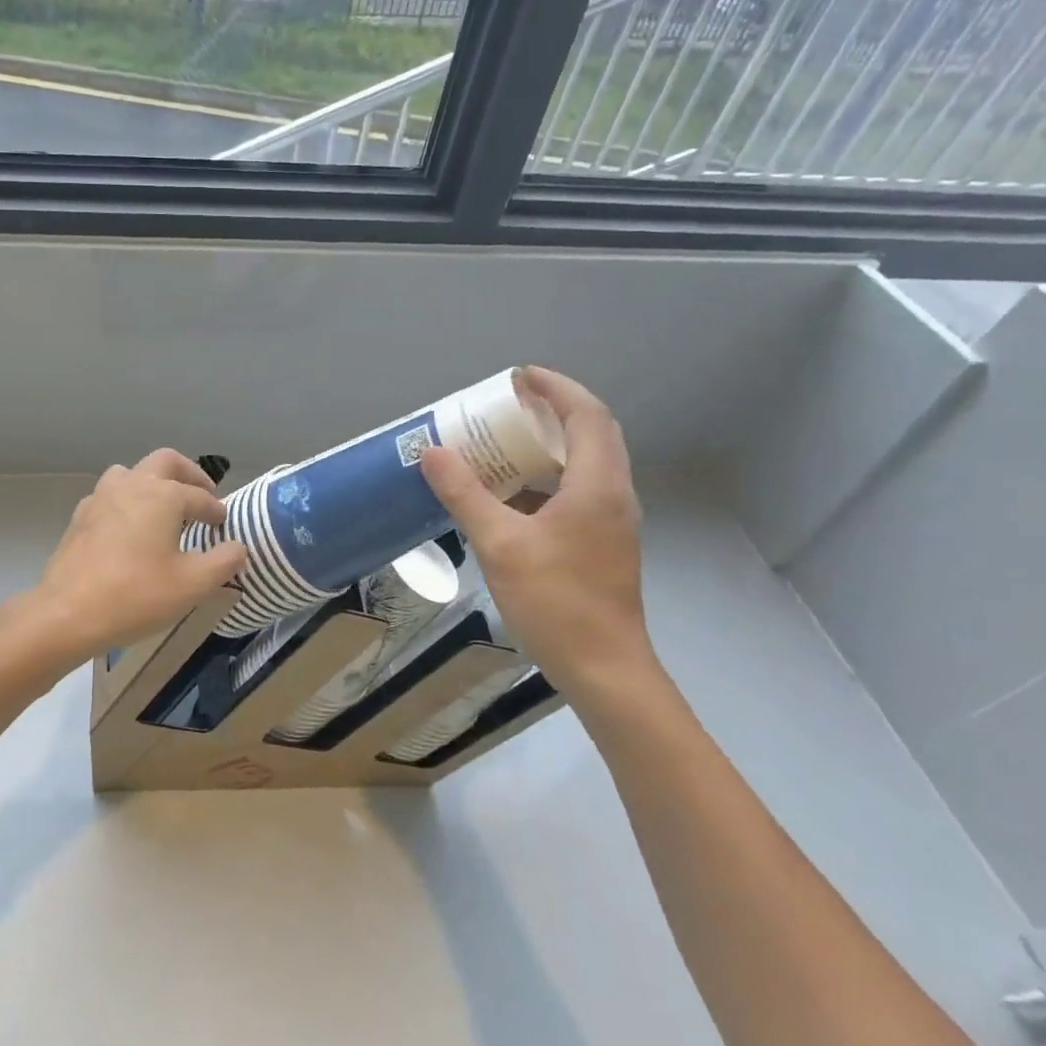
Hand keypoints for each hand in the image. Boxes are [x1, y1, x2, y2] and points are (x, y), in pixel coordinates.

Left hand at [26, 449, 248, 663]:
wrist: (68, 613)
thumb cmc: (136, 595)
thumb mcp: (193, 585)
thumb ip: (223, 561)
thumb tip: (237, 547)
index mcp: (163, 495)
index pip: (200, 497)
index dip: (216, 510)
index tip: (223, 525)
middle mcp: (132, 485)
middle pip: (166, 461)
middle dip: (189, 474)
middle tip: (202, 494)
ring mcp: (101, 497)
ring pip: (131, 472)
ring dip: (152, 482)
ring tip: (163, 508)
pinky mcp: (80, 517)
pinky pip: (109, 495)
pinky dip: (126, 501)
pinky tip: (128, 528)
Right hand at [420, 367, 659, 706]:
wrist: (603, 669)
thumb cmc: (556, 602)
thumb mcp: (500, 545)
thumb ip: (466, 494)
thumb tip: (433, 452)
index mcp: (597, 486)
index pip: (586, 415)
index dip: (555, 388)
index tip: (518, 376)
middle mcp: (612, 495)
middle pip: (590, 434)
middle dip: (551, 411)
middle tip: (507, 405)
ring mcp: (610, 522)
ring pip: (584, 465)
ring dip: (548, 446)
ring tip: (503, 443)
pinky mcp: (601, 544)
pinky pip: (575, 493)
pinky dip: (544, 480)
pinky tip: (509, 496)